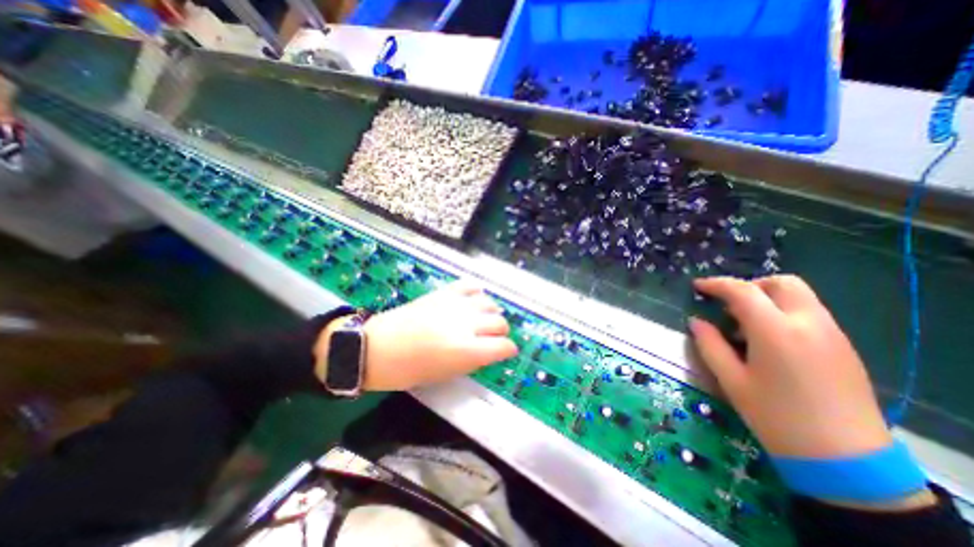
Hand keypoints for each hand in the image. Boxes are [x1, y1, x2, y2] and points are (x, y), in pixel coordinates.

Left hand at [319, 279, 517, 391]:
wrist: (377, 347)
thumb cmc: (408, 370)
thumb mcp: (445, 374)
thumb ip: (472, 361)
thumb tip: (488, 351)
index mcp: (467, 350)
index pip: (503, 346)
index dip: (508, 350)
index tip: (506, 351)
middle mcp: (466, 324)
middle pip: (500, 322)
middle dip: (501, 332)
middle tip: (494, 337)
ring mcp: (455, 305)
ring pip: (489, 302)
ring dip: (492, 312)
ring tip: (486, 318)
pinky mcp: (443, 293)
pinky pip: (469, 286)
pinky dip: (476, 292)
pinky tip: (475, 298)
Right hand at [684, 276, 888, 459]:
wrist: (846, 460)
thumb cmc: (775, 416)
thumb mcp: (731, 379)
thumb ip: (709, 344)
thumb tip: (695, 321)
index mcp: (776, 332)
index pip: (743, 291)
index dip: (716, 284)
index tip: (698, 286)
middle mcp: (809, 324)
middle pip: (782, 283)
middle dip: (750, 285)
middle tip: (729, 304)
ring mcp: (832, 334)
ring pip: (799, 296)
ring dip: (767, 299)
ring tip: (746, 325)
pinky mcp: (843, 347)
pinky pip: (809, 313)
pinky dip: (784, 312)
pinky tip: (769, 340)